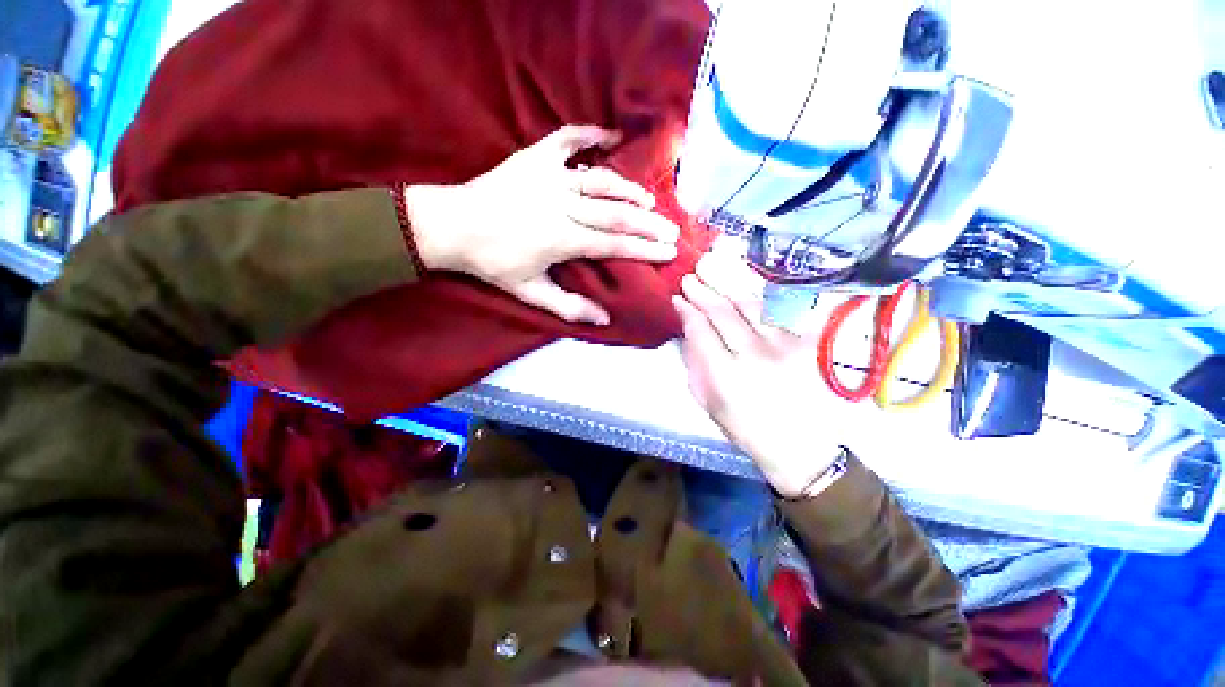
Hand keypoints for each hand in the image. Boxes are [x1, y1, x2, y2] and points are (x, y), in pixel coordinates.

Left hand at [405, 126, 679, 325]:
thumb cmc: (493, 263)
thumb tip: (604, 318)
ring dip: (628, 189)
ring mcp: (549, 177)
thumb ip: (568, 306)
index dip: (644, 250)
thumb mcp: (530, 292)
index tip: (668, 252)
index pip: (614, 245)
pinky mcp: (534, 158)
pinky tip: (612, 136)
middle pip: (615, 214)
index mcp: (561, 239)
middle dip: (648, 223)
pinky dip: (590, 134)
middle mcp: (562, 205)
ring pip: (600, 180)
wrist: (452, 226)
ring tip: (649, 200)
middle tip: (672, 229)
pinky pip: (567, 139)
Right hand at [673, 251, 841, 497]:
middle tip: (690, 278)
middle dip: (703, 292)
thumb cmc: (747, 429)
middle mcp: (755, 355)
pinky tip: (746, 284)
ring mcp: (786, 346)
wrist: (801, 446)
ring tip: (712, 269)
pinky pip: (781, 309)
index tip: (678, 299)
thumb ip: (696, 363)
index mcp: (725, 376)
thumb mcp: (708, 403)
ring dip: (728, 285)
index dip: (687, 310)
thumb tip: (689, 329)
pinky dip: (761, 294)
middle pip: (723, 312)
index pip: (700, 330)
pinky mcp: (808, 343)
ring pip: (751, 304)